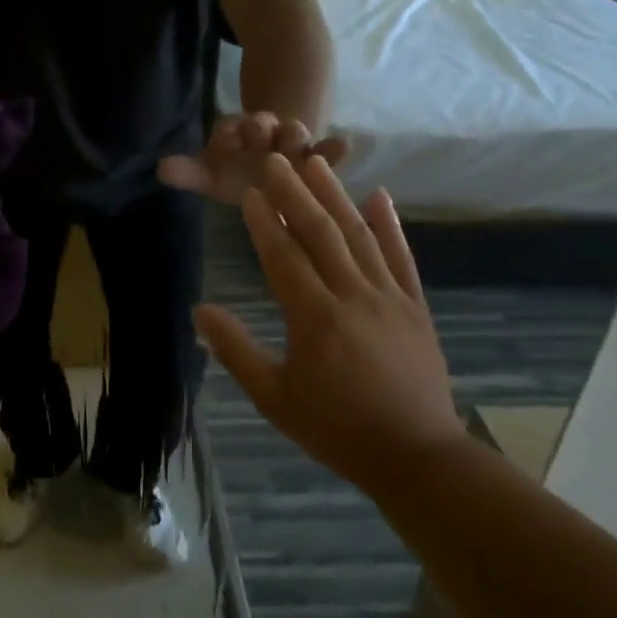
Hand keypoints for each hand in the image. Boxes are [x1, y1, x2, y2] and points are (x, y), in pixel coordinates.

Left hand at [158, 112, 351, 203]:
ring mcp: (293, 144)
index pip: (228, 127)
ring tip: (293, 138)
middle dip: (259, 125)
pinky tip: (345, 144)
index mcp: (235, 135)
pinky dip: (335, 147)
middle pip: (261, 123)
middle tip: (258, 128)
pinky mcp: (318, 158)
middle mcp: (264, 134)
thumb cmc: (236, 175)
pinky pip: (328, 149)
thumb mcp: (211, 174)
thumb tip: (160, 170)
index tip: (226, 138)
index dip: (227, 131)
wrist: (272, 177)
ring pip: (294, 131)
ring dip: (292, 133)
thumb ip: (189, 172)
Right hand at [194, 154, 465, 493]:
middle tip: (276, 160)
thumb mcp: (274, 397)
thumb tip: (200, 310)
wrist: (417, 457)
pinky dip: (391, 225)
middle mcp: (353, 297)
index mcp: (315, 318)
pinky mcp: (415, 308)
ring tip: (316, 164)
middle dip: (296, 194)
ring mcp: (390, 299)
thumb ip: (236, 350)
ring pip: (360, 236)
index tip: (248, 192)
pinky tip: (379, 196)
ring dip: (336, 197)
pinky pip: (403, 258)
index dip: (264, 222)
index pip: (284, 257)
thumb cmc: (336, 429)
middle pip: (321, 234)